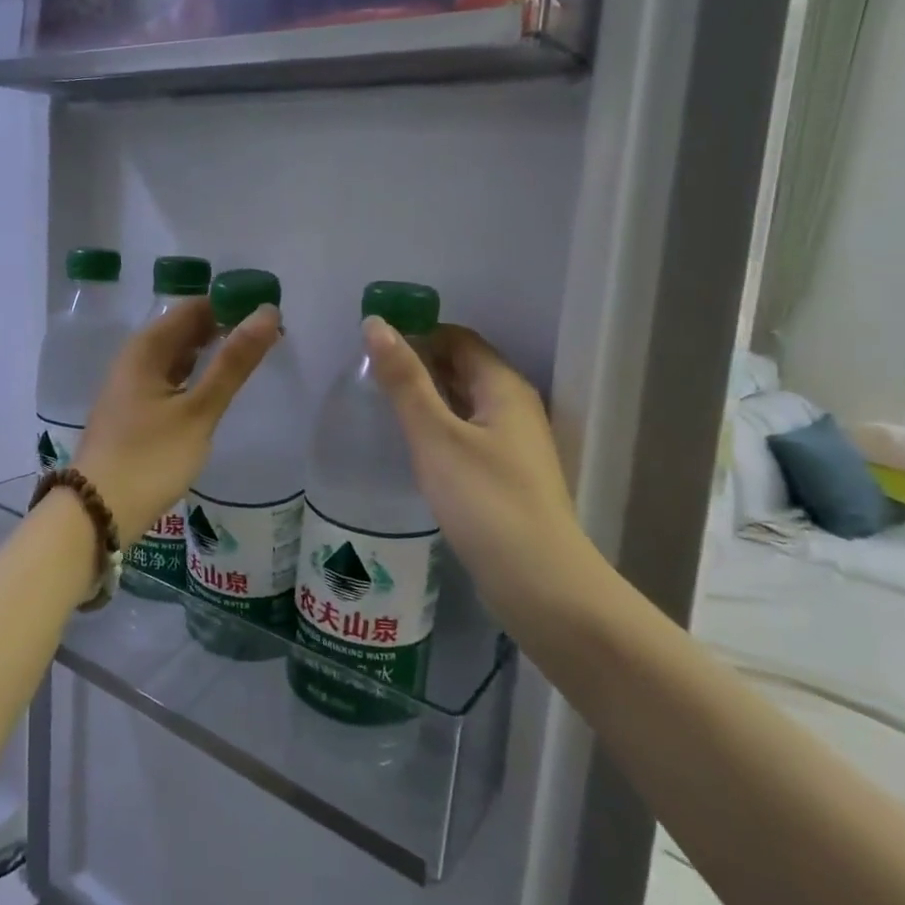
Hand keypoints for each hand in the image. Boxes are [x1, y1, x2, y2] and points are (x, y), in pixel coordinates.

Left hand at [73, 298, 279, 546]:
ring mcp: (131, 387)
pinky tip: (215, 390)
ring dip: (210, 354)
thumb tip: (267, 313)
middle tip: (270, 339)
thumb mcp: (198, 411)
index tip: (269, 316)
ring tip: (250, 360)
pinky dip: (195, 378)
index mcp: (145, 348)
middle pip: (183, 330)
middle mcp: (134, 359)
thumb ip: (233, 363)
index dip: (231, 306)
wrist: (97, 511)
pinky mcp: (133, 412)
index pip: (193, 308)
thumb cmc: (150, 458)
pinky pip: (169, 380)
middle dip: (223, 329)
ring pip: (176, 357)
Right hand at [363, 320, 591, 616]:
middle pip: (462, 367)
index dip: (417, 333)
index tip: (372, 345)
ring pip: (463, 402)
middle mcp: (514, 406)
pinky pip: (466, 432)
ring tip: (379, 405)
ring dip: (426, 396)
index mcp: (503, 386)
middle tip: (367, 375)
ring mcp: (513, 442)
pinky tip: (411, 444)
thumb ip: (404, 380)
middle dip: (418, 364)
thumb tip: (375, 324)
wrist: (538, 580)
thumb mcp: (435, 435)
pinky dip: (437, 426)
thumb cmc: (484, 499)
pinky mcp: (505, 474)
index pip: (457, 338)